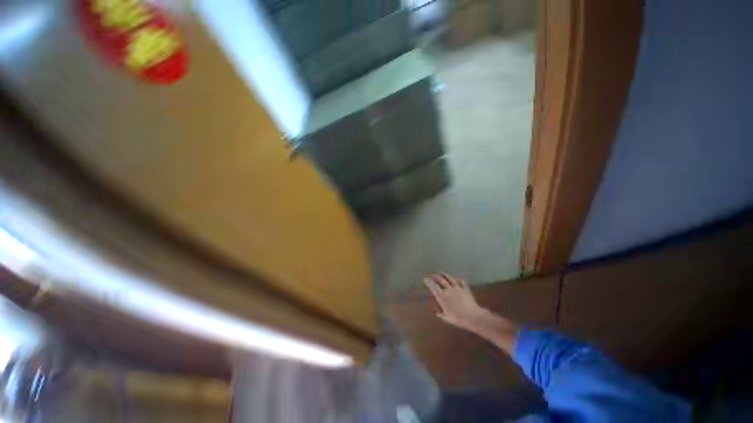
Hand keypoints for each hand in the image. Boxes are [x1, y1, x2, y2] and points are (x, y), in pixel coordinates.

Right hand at [424, 273, 485, 328]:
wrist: (473, 316)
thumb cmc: (458, 318)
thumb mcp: (447, 318)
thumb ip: (441, 314)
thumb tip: (437, 313)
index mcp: (442, 296)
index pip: (433, 286)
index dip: (428, 281)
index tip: (425, 279)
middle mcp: (448, 289)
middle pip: (440, 279)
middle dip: (434, 276)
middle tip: (431, 275)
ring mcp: (457, 287)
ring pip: (449, 277)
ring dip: (444, 274)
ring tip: (441, 273)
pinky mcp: (465, 288)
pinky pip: (460, 281)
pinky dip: (457, 279)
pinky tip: (456, 279)